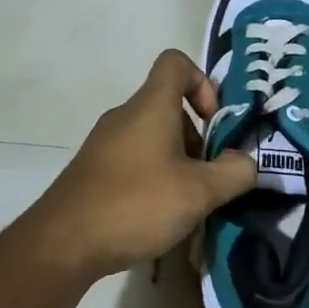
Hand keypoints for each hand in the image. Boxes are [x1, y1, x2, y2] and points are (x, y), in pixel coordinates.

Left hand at [28, 50, 256, 277]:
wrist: (62, 244)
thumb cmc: (136, 203)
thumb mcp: (199, 192)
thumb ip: (234, 172)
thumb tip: (246, 162)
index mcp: (151, 106)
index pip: (175, 63)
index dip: (202, 82)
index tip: (214, 121)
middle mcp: (125, 116)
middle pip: (169, 107)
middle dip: (197, 137)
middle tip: (208, 177)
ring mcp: (105, 144)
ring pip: (152, 137)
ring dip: (177, 162)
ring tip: (186, 203)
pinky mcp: (93, 171)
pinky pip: (133, 160)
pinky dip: (153, 178)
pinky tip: (157, 216)